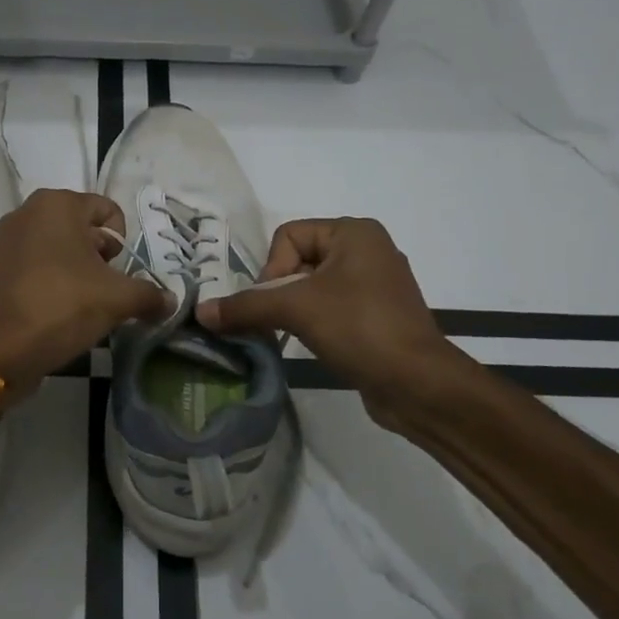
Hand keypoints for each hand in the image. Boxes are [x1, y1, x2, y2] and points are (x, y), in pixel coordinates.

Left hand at [0, 189, 171, 396]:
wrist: (1, 349)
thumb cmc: (63, 306)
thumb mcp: (118, 299)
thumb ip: (149, 295)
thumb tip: (170, 301)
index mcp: (58, 203)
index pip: (108, 210)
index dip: (122, 243)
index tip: (117, 272)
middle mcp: (29, 211)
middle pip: (84, 228)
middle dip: (100, 257)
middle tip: (103, 289)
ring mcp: (8, 238)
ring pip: (61, 247)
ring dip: (79, 270)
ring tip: (84, 302)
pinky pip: (38, 264)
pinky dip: (54, 280)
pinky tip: (60, 308)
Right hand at [195, 218, 468, 423]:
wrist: (418, 384)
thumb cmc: (359, 328)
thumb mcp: (296, 310)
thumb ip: (245, 307)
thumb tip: (200, 312)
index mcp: (354, 233)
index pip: (288, 236)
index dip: (273, 269)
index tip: (278, 303)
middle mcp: (367, 250)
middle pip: (297, 261)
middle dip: (280, 293)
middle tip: (281, 322)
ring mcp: (375, 284)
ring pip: (312, 288)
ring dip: (294, 311)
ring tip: (294, 336)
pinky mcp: (377, 316)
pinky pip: (331, 308)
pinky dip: (314, 323)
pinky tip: (314, 345)